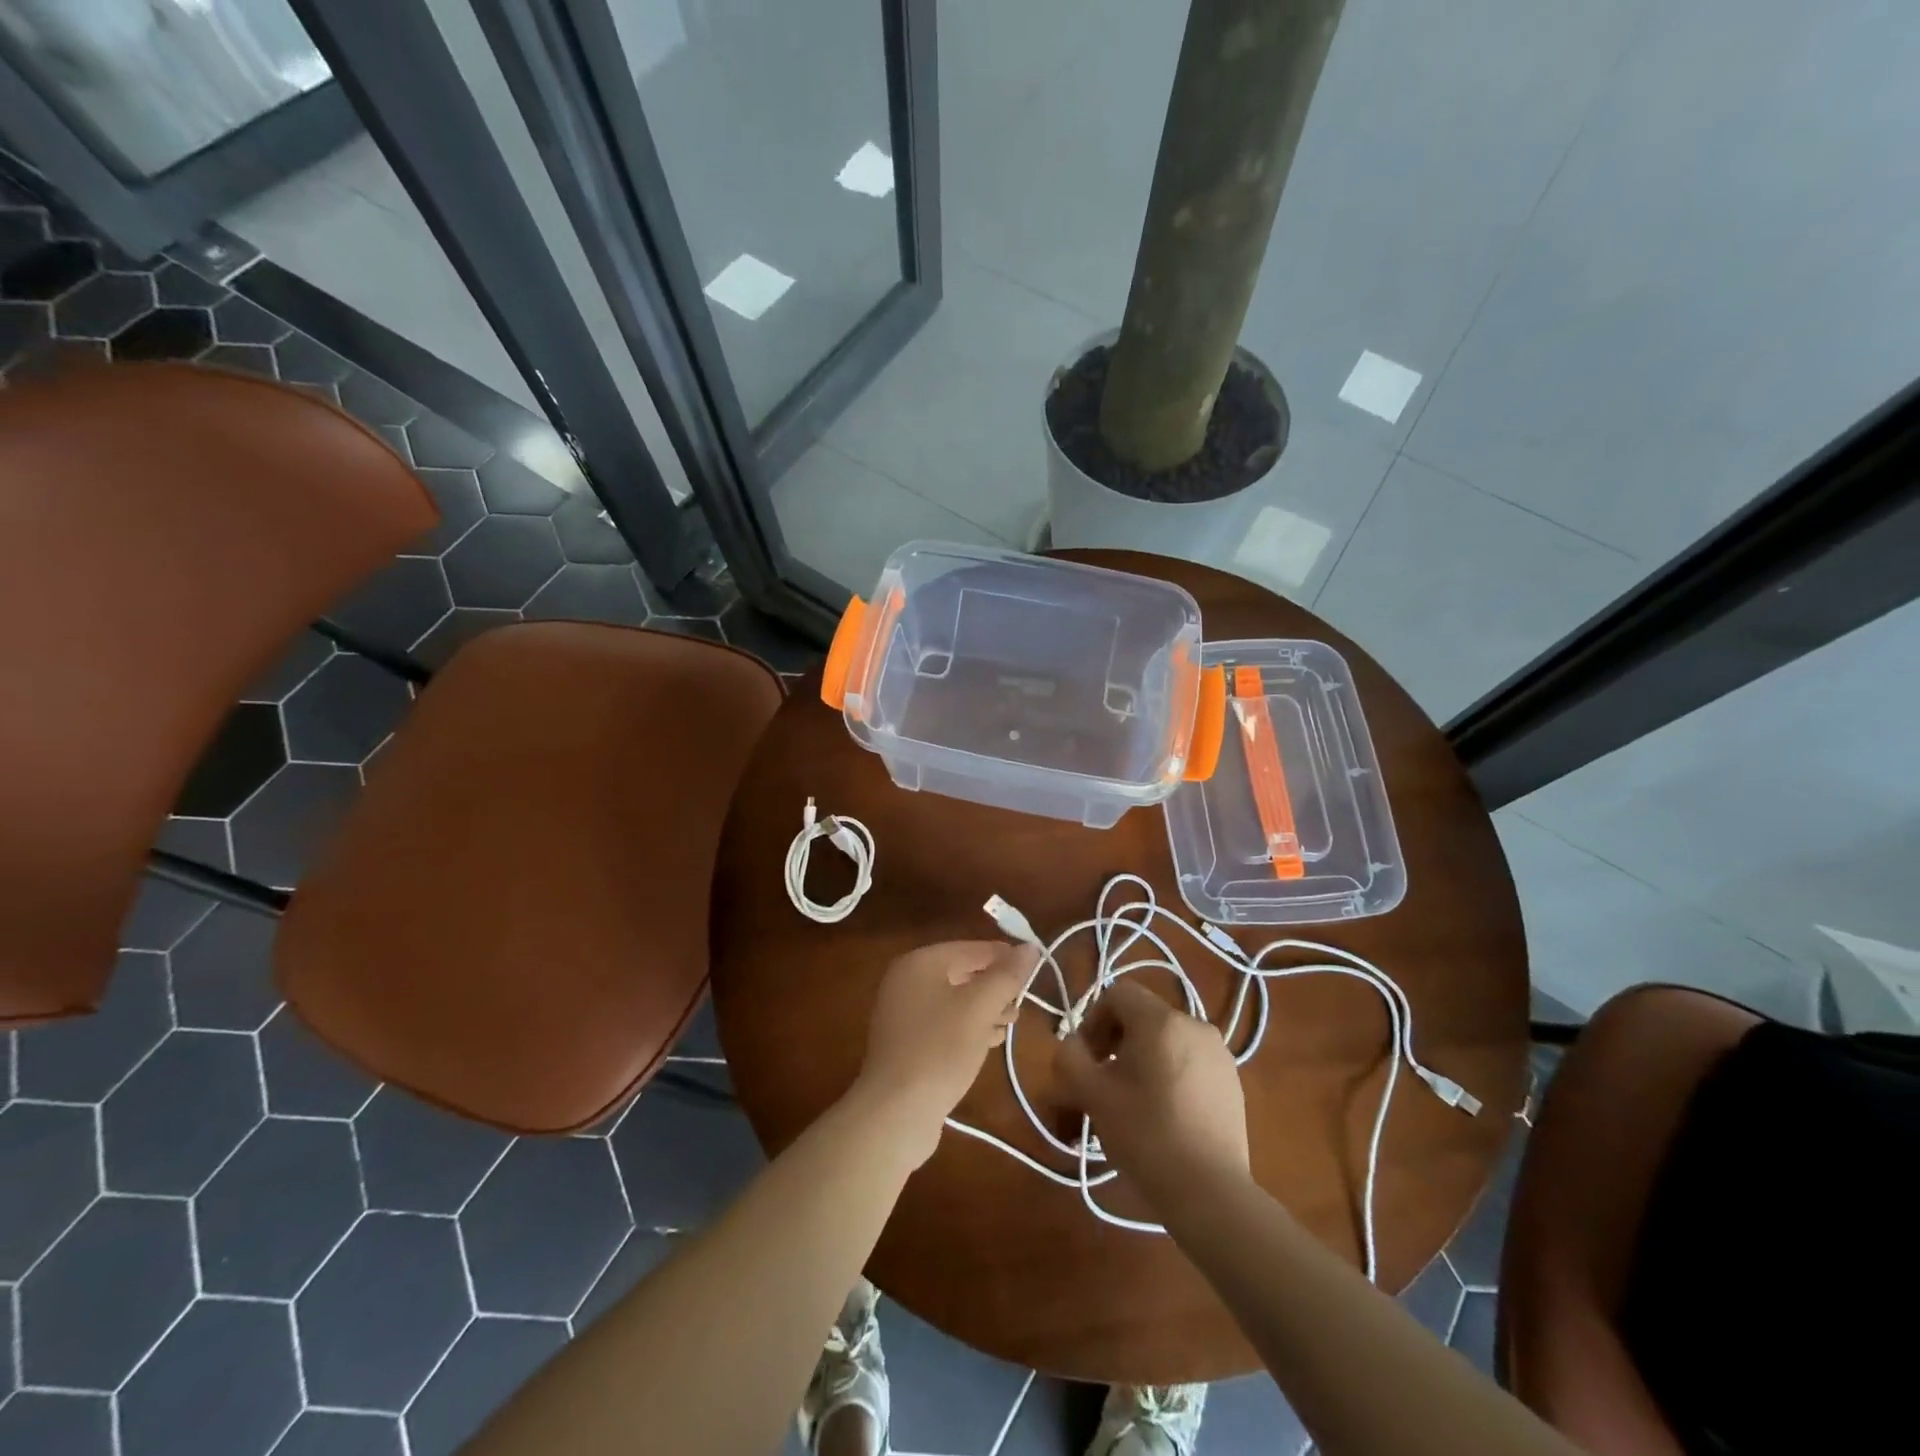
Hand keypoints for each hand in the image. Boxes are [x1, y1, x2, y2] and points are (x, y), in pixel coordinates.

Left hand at [853, 940, 1037, 1165]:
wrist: (896, 1113)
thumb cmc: (940, 1050)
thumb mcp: (980, 1008)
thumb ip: (1007, 975)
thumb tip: (1030, 947)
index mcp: (919, 963)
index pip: (971, 949)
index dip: (1004, 956)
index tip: (1035, 969)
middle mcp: (906, 981)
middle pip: (962, 972)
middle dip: (995, 985)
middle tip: (1022, 1001)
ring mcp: (903, 1013)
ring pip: (955, 1000)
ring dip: (985, 1007)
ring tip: (1011, 1022)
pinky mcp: (907, 1043)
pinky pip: (944, 1023)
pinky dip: (968, 1026)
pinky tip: (990, 1040)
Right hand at [1054, 981, 1249, 1205]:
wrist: (1211, 1194)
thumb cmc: (1146, 1136)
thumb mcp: (1093, 1096)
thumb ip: (1070, 1058)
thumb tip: (1071, 1044)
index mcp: (1162, 1021)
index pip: (1118, 994)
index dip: (1093, 1021)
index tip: (1088, 1060)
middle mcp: (1195, 1025)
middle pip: (1143, 1016)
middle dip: (1116, 1042)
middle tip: (1103, 1082)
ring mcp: (1219, 1054)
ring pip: (1166, 1041)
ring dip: (1141, 1059)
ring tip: (1131, 1101)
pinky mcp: (1232, 1082)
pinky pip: (1189, 1061)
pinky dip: (1169, 1074)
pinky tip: (1164, 1115)